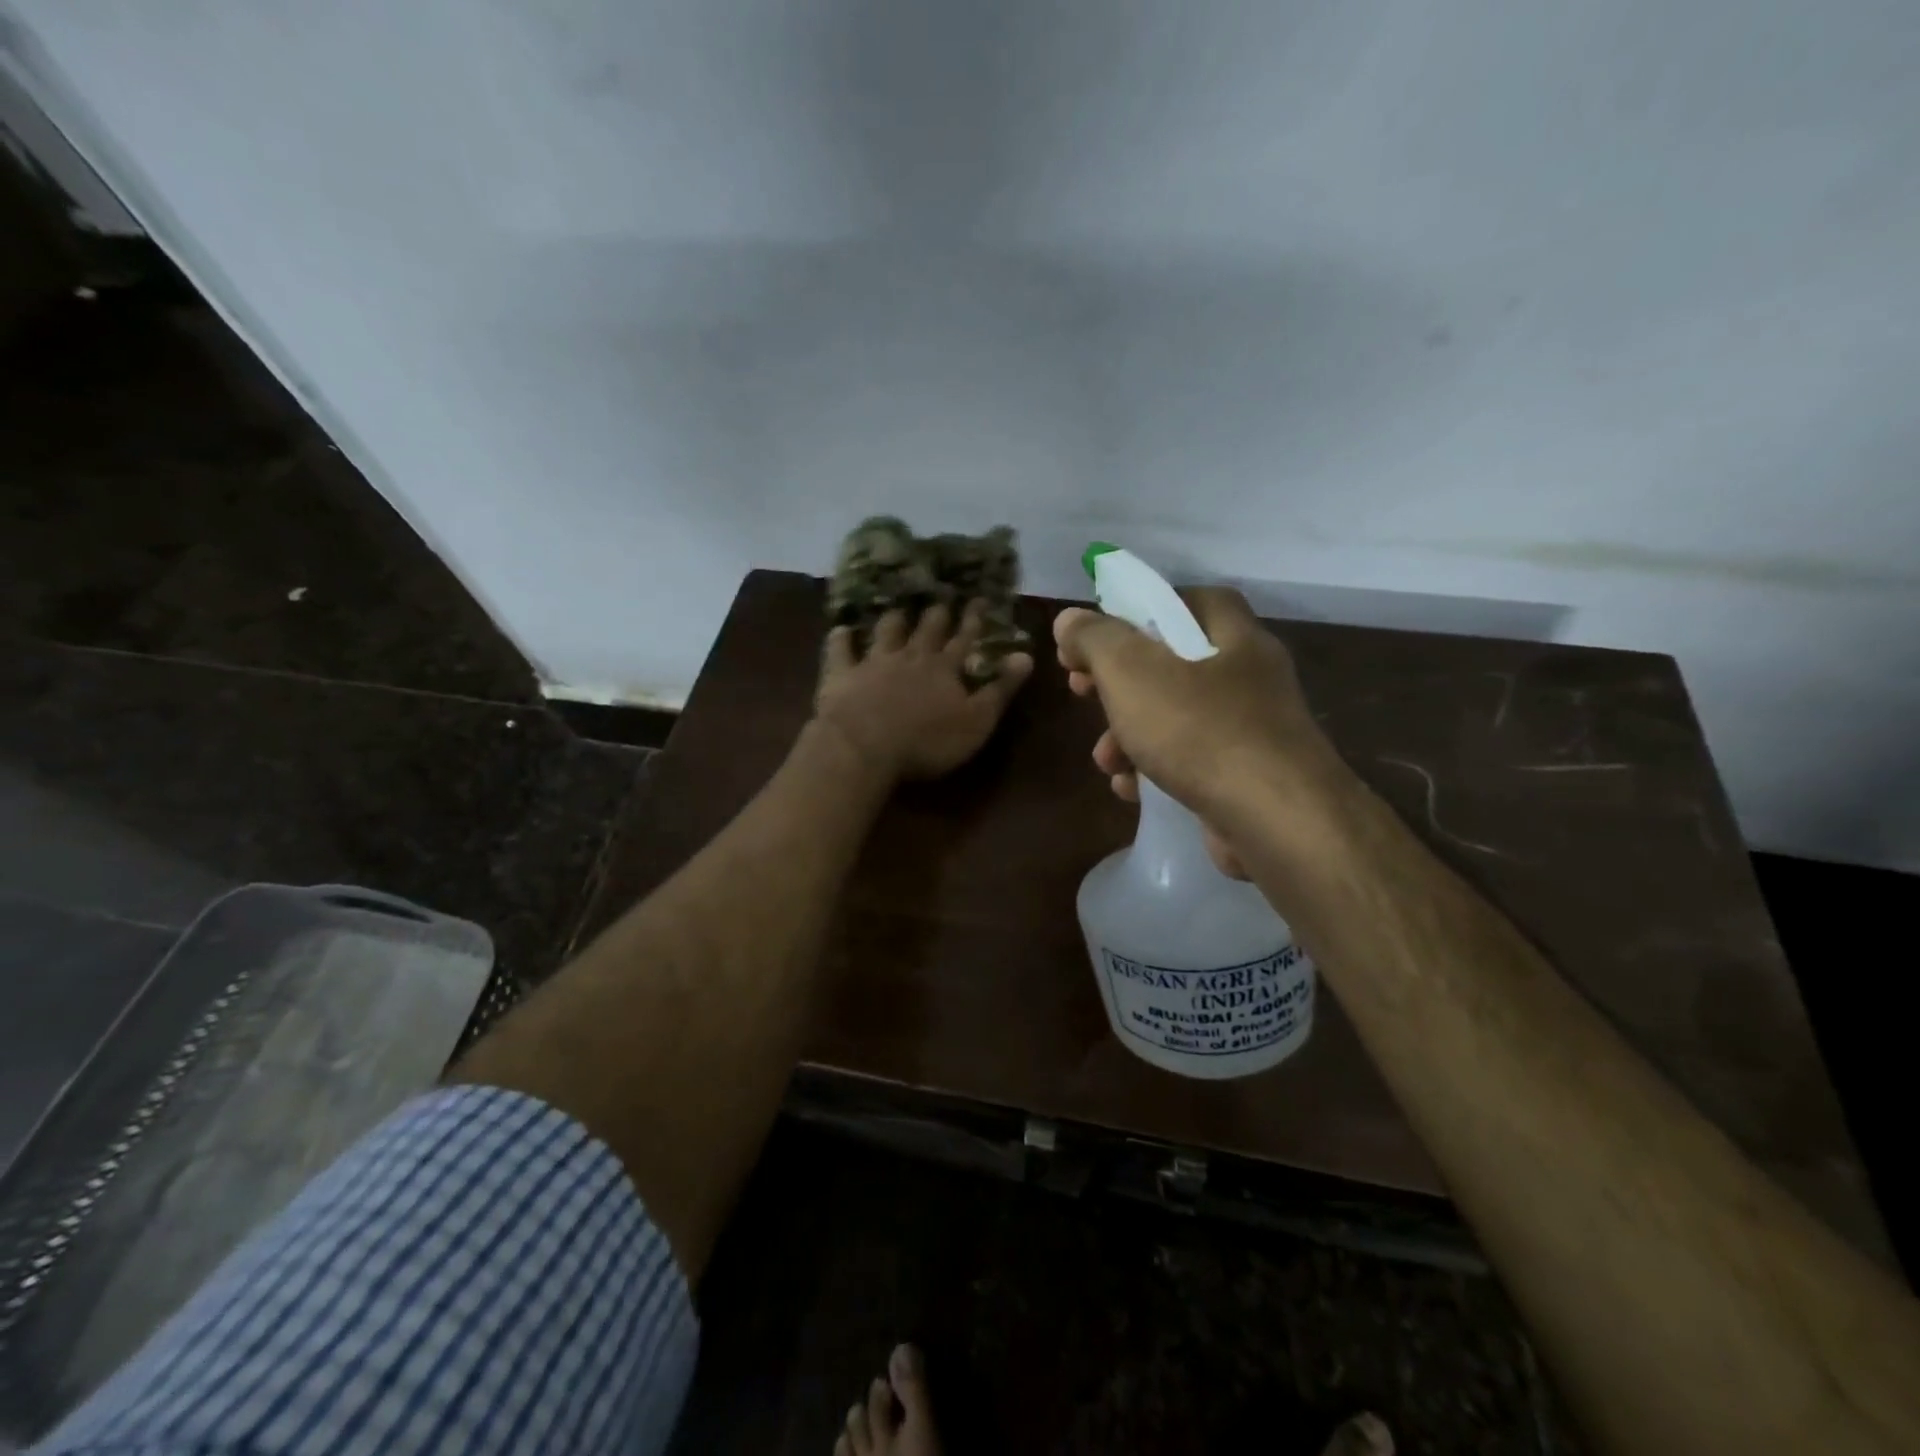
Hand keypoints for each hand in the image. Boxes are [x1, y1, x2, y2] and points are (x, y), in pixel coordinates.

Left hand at [815, 601, 1033, 781]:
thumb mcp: (977, 721)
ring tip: (897, 609)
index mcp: (945, 669)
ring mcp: (874, 662)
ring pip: (886, 632)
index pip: (964, 639)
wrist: (865, 745)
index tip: (979, 600)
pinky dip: (842, 639)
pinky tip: (841, 629)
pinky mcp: (842, 674)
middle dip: (936, 615)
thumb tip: (1026, 655)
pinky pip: (841, 650)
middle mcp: (911, 657)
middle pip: (926, 630)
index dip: (973, 621)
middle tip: (941, 600)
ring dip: (893, 620)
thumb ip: (1001, 689)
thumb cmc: (927, 741)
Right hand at [1054, 588, 1334, 873]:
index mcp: (1233, 635)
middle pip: (1171, 663)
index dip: (1137, 611)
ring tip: (1106, 760)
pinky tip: (1131, 790)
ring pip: (1175, 718)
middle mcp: (1249, 676)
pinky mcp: (1247, 777)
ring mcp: (1252, 730)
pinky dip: (1155, 770)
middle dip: (1118, 683)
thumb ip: (1095, 639)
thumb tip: (1069, 621)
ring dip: (1128, 735)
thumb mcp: (1131, 671)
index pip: (1186, 601)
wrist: (1276, 820)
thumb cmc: (1200, 730)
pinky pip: (1190, 761)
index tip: (1097, 637)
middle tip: (1082, 693)